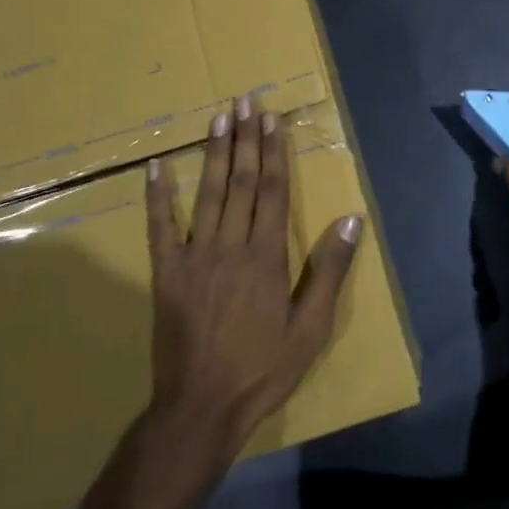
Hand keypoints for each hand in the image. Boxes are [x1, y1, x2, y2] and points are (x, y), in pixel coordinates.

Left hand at [146, 94, 363, 451]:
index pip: (272, 190)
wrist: (201, 408)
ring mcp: (194, 257)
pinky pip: (159, 227)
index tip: (273, 118)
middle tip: (246, 100)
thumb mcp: (312, 328)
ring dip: (213, 152)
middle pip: (240, 181)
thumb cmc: (264, 369)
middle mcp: (230, 245)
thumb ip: (330, 270)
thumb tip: (352, 219)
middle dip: (246, 137)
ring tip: (219, 116)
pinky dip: (158, 195)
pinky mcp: (166, 273)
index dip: (273, 151)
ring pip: (207, 193)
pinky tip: (156, 166)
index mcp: (266, 256)